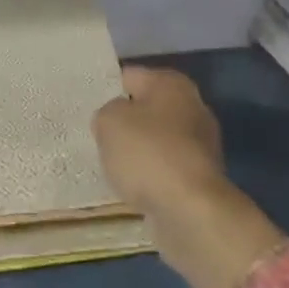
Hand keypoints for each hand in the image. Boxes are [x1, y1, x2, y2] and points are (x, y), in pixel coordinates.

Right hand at [92, 65, 227, 221]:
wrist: (191, 211)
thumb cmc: (149, 154)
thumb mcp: (110, 122)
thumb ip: (106, 113)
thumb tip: (115, 120)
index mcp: (172, 84)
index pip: (130, 76)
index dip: (107, 88)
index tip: (88, 104)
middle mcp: (192, 107)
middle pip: (146, 108)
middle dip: (124, 121)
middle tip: (96, 134)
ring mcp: (200, 145)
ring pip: (156, 140)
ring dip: (137, 151)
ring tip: (110, 164)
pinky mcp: (200, 178)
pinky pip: (165, 169)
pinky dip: (150, 176)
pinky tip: (131, 186)